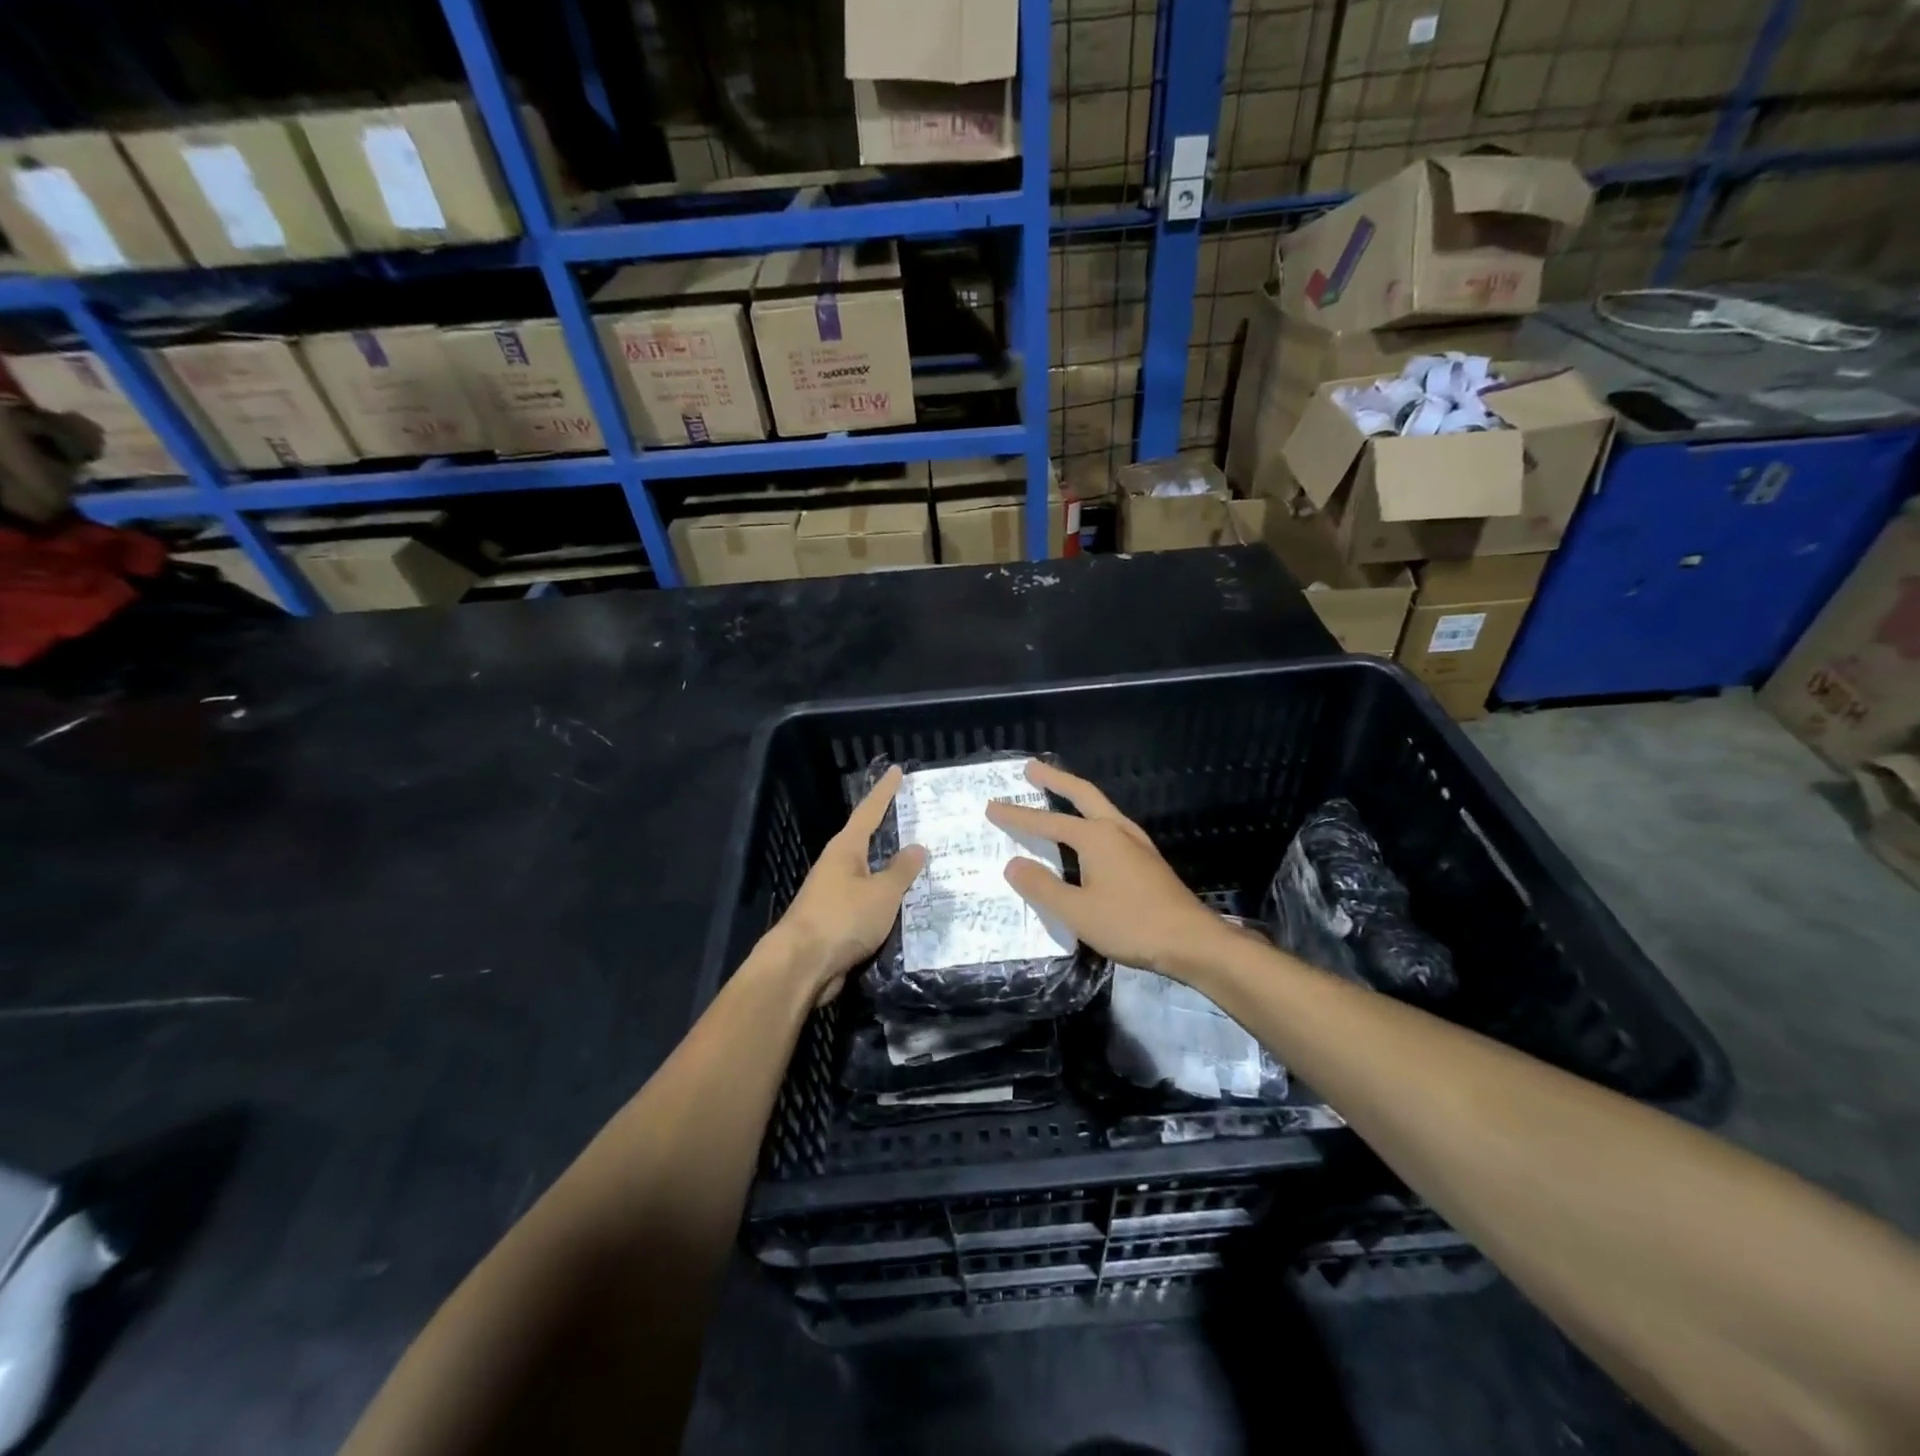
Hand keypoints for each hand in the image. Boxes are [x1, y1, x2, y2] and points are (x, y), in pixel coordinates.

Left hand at [771, 765, 927, 1004]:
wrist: (801, 965)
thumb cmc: (842, 918)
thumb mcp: (882, 893)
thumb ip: (902, 870)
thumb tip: (917, 847)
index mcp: (845, 849)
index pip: (869, 811)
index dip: (885, 792)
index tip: (897, 771)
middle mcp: (836, 866)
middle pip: (866, 841)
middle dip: (889, 831)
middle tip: (917, 819)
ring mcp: (833, 894)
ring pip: (868, 874)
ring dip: (890, 869)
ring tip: (920, 865)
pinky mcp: (835, 921)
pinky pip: (868, 902)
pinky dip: (885, 899)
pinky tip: (904, 905)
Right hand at [986, 761, 1227, 978]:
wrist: (1191, 941)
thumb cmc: (1131, 924)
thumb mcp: (1076, 911)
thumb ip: (1042, 886)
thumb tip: (1013, 864)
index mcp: (1096, 838)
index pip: (1047, 821)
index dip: (1018, 816)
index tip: (992, 806)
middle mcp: (1116, 830)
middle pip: (1082, 794)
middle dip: (1055, 779)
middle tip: (1031, 768)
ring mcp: (1136, 843)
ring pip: (1100, 807)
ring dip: (1076, 796)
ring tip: (1058, 792)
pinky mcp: (1147, 859)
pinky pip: (1111, 825)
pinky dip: (1091, 817)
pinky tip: (1089, 834)